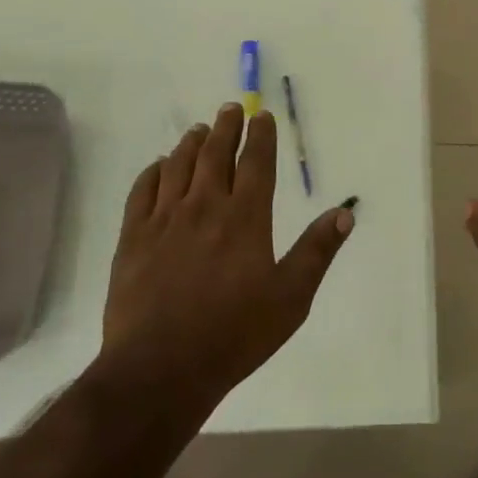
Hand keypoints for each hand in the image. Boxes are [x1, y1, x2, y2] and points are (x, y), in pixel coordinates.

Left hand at [103, 103, 354, 406]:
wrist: (161, 369)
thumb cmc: (234, 335)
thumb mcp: (290, 298)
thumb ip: (317, 251)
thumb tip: (345, 212)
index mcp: (245, 218)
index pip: (256, 162)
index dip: (261, 136)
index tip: (262, 116)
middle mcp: (205, 207)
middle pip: (216, 154)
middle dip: (226, 127)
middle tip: (230, 108)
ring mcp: (164, 220)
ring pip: (178, 166)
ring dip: (191, 143)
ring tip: (198, 129)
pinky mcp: (133, 238)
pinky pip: (142, 191)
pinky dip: (153, 171)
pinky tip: (159, 166)